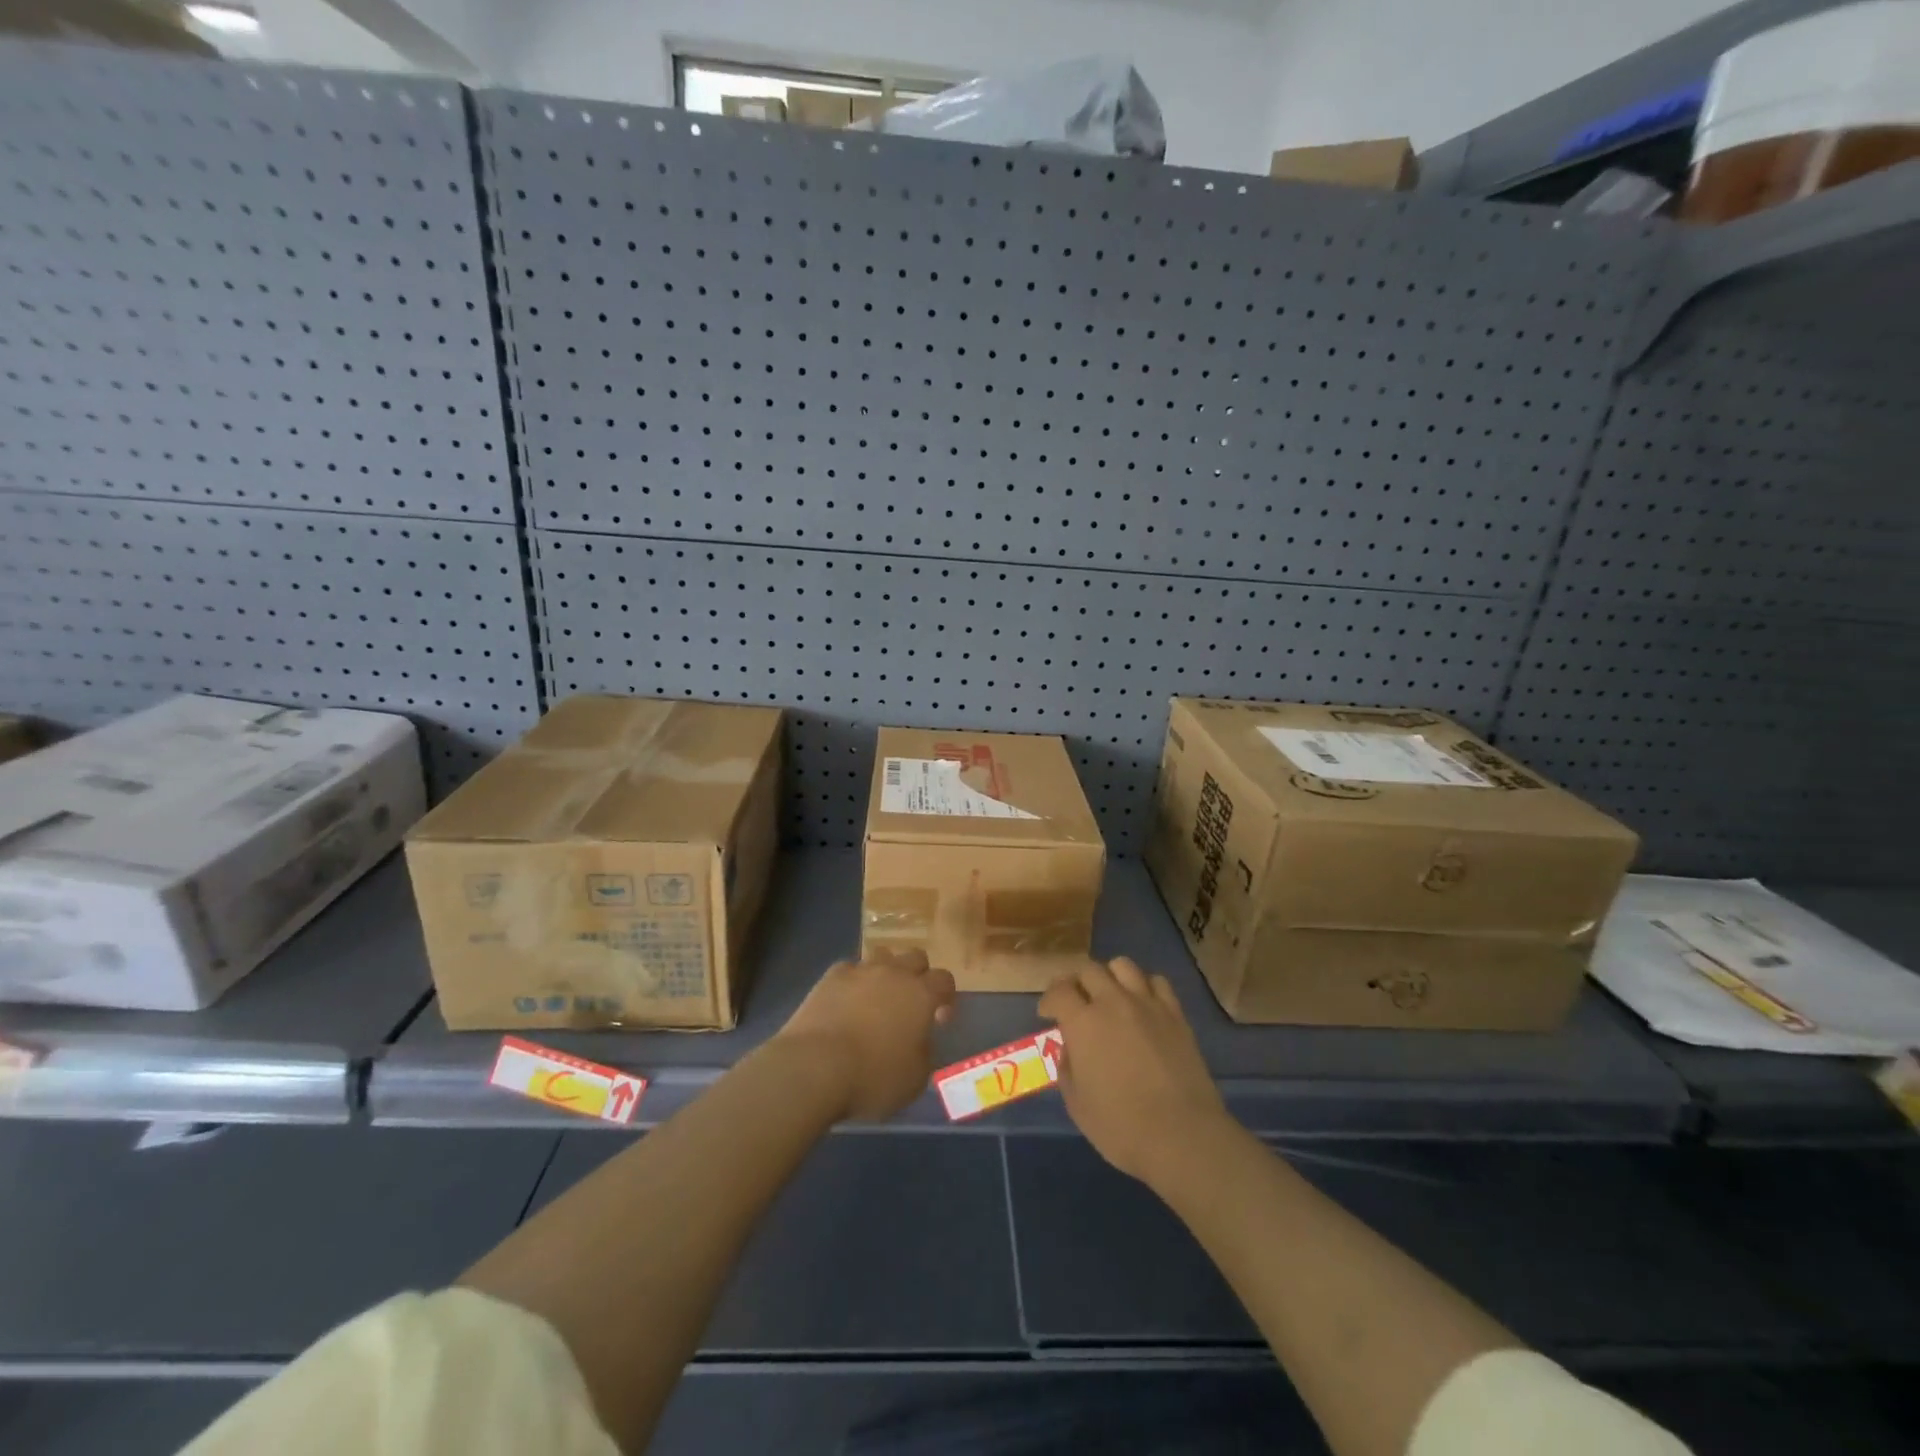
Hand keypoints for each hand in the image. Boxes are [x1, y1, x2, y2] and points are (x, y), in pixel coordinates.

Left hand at [776, 947, 956, 1121]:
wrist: (815, 1066)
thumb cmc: (872, 1077)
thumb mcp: (915, 1078)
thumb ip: (924, 1052)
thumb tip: (919, 1041)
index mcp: (921, 995)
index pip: (944, 980)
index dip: (946, 997)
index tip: (939, 1020)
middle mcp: (894, 973)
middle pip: (915, 957)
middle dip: (918, 975)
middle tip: (910, 1004)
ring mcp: (860, 971)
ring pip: (882, 956)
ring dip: (886, 972)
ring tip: (877, 998)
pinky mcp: (830, 977)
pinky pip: (849, 969)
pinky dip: (852, 981)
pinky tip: (845, 1002)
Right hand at [1039, 957, 1230, 1183]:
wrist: (1183, 1136)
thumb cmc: (1122, 1127)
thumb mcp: (1077, 1105)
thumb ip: (1067, 1068)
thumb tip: (1071, 1049)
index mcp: (1083, 1023)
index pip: (1059, 990)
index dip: (1049, 1000)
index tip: (1048, 1014)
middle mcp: (1113, 1002)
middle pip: (1089, 969)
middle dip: (1077, 983)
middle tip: (1076, 1004)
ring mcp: (1147, 1004)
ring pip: (1123, 965)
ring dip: (1110, 976)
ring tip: (1110, 997)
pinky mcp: (1175, 1014)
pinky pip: (1157, 981)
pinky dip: (1144, 986)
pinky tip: (1142, 1004)